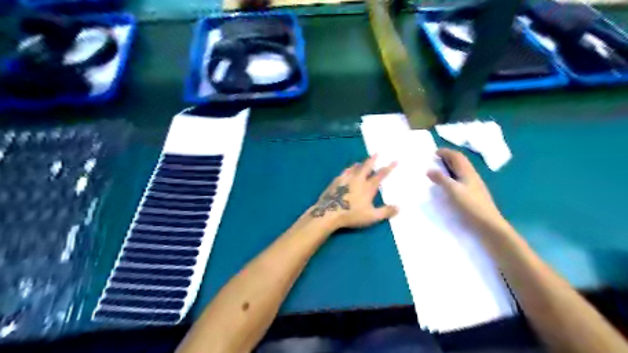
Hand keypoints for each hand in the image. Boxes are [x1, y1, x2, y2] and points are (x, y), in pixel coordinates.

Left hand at [309, 156, 396, 229]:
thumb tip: (399, 208)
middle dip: (372, 160)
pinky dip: (348, 170)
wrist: (329, 212)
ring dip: (359, 164)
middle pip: (366, 167)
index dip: (388, 168)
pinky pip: (344, 172)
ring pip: (354, 168)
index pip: (380, 175)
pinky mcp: (335, 182)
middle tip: (376, 153)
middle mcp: (357, 179)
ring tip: (361, 162)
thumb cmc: (352, 215)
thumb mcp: (372, 216)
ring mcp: (345, 179)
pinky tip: (347, 170)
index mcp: (368, 187)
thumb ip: (385, 212)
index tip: (394, 160)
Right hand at [426, 148, 508, 231]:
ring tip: (438, 171)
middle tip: (434, 160)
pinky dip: (452, 176)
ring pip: (461, 170)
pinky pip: (461, 179)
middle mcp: (471, 176)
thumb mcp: (453, 191)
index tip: (434, 153)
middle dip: (448, 158)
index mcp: (467, 172)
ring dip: (450, 167)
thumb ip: (441, 179)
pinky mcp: (473, 193)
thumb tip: (429, 169)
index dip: (446, 152)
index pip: (457, 156)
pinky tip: (447, 184)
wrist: (488, 224)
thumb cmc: (470, 205)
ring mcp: (473, 185)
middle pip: (460, 162)